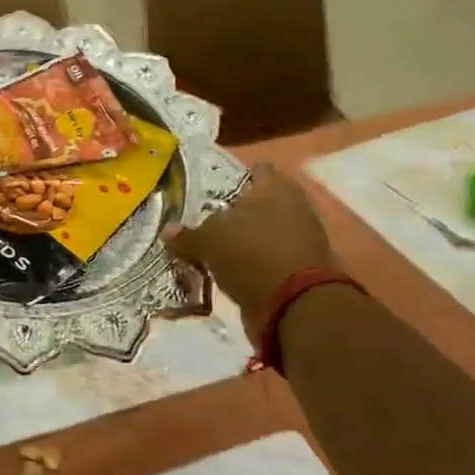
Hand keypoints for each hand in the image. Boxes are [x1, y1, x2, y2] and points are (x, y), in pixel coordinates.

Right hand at [168, 165, 334, 342]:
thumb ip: (188, 235)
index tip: (214, 192)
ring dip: (248, 238)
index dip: (235, 178)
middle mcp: (294, 205)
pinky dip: (258, 260)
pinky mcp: (306, 264)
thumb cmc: (250, 255)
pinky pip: (274, 254)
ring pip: (268, 229)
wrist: (294, 304)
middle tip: (211, 222)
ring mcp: (304, 235)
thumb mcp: (208, 242)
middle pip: (261, 201)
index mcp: (273, 187)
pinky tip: (236, 268)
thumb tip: (168, 230)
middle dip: (239, 211)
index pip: (255, 170)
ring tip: (221, 248)